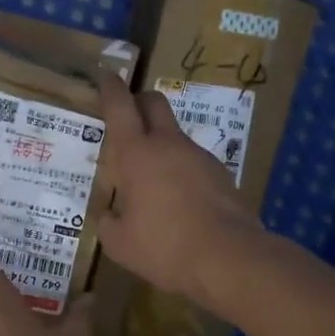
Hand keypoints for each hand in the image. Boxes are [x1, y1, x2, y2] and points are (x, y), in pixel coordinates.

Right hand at [97, 75, 265, 305]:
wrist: (228, 258)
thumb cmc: (163, 247)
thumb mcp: (119, 243)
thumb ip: (109, 222)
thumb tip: (110, 214)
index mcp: (136, 153)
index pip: (119, 106)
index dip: (110, 88)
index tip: (106, 77)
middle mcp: (168, 145)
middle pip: (154, 103)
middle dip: (139, 101)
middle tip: (127, 118)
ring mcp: (199, 156)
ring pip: (175, 135)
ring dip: (160, 143)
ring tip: (150, 177)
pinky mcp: (221, 174)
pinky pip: (193, 161)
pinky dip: (180, 170)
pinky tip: (177, 200)